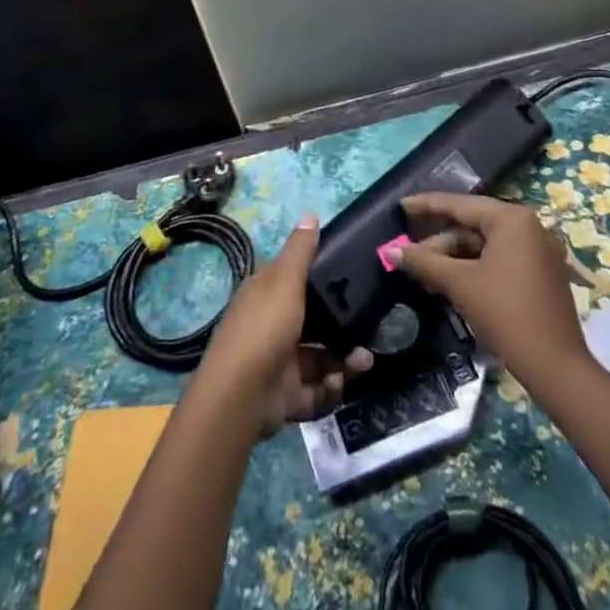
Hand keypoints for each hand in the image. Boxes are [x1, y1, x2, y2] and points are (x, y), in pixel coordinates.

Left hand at [195, 214, 373, 437]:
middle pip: (314, 323)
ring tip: (363, 363)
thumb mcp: (284, 281)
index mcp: (266, 295)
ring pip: (320, 359)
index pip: (296, 280)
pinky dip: (329, 389)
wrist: (241, 396)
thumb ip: (300, 251)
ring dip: (344, 360)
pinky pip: (315, 391)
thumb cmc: (264, 328)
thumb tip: (310, 213)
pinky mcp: (286, 396)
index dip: (323, 280)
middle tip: (369, 333)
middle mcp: (272, 325)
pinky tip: (338, 384)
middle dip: (343, 329)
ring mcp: (279, 363)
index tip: (354, 283)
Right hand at [383, 193, 590, 379]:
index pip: (460, 205)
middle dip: (439, 239)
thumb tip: (392, 251)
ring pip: (485, 245)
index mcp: (511, 219)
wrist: (555, 368)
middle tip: (409, 249)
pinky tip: (450, 280)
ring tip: (424, 270)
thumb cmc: (505, 313)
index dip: (426, 205)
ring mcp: (538, 251)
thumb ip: (424, 262)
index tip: (401, 206)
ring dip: (454, 256)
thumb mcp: (459, 283)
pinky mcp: (541, 275)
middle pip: (472, 225)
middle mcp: (528, 227)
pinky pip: (499, 259)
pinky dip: (474, 267)